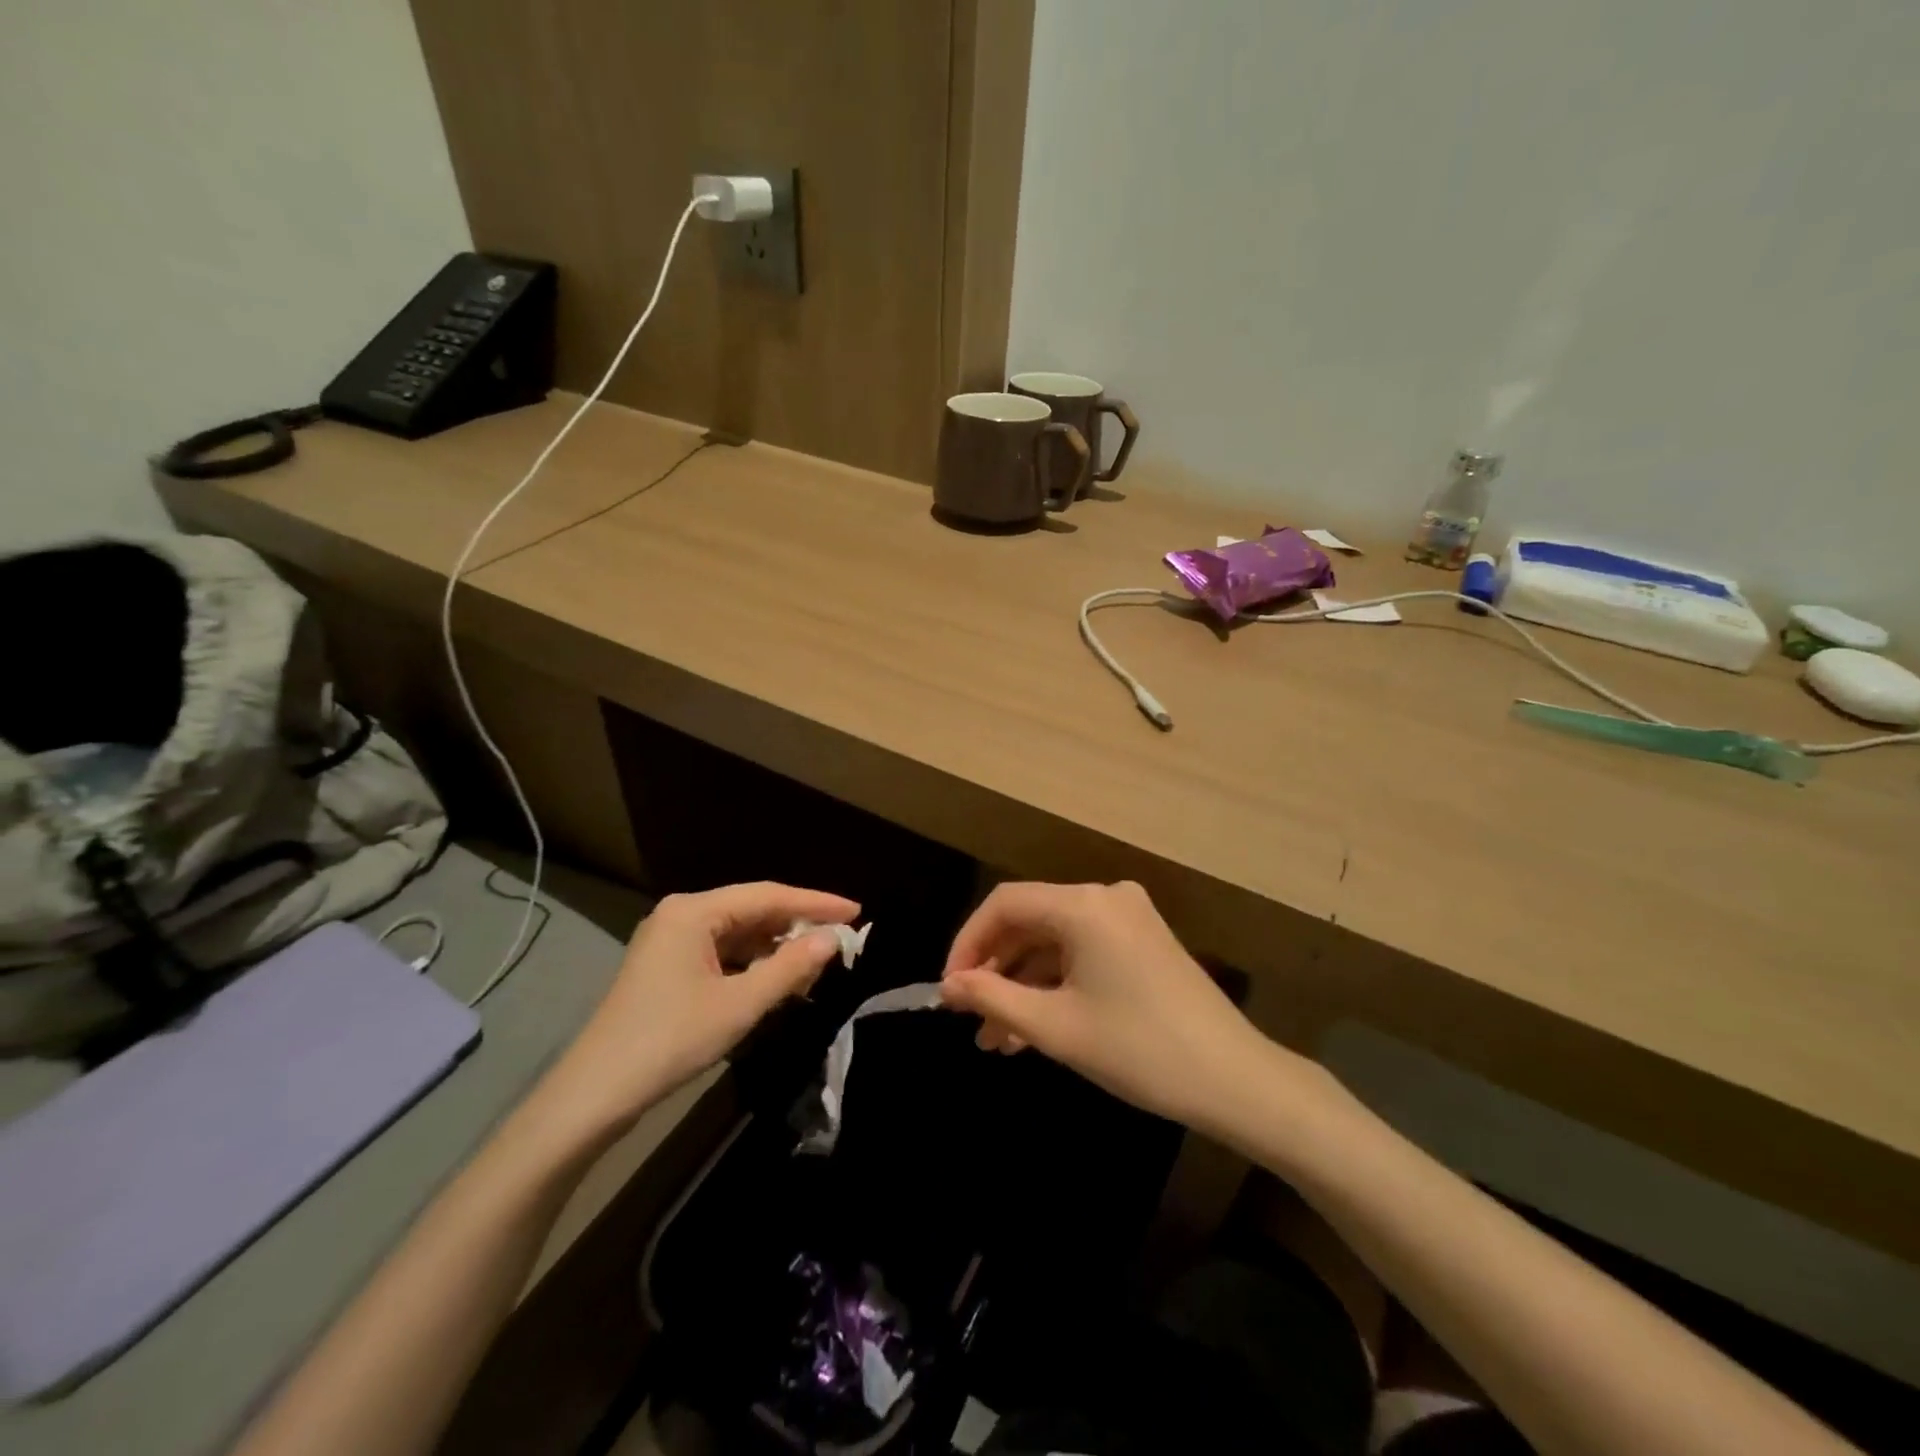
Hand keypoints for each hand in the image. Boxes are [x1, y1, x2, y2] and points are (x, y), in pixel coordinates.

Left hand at [545, 882, 858, 1135]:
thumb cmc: (670, 1040)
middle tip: (841, 939)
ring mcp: (672, 941)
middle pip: (753, 910)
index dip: (815, 902)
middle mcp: (682, 915)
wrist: (595, 1094)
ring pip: (739, 934)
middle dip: (797, 925)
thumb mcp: (739, 1005)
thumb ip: (790, 968)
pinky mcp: (668, 967)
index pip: (768, 895)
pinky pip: (723, 954)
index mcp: (694, 911)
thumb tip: (831, 939)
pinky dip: (753, 964)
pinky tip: (778, 981)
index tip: (856, 911)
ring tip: (817, 964)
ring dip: (776, 948)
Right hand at [940, 881, 1276, 1130]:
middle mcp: (1105, 897)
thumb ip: (993, 997)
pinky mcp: (1142, 941)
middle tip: (968, 1018)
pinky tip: (1033, 1029)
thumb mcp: (1056, 1027)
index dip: (968, 943)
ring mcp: (1128, 918)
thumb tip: (948, 985)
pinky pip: (1082, 952)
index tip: (949, 989)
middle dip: (995, 970)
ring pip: (1054, 942)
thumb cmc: (1138, 1050)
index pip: (1004, 904)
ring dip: (1023, 985)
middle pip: (1030, 920)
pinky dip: (1055, 984)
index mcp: (1083, 905)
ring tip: (995, 1039)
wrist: (1235, 1080)